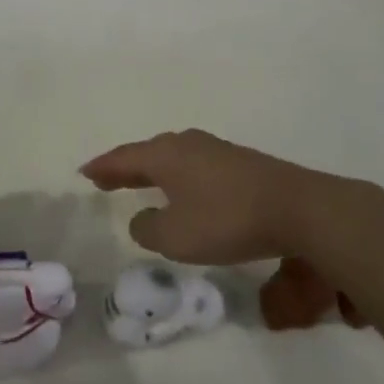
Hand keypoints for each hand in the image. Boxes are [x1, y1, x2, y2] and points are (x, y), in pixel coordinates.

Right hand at [80, 128, 355, 264]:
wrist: (298, 208)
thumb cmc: (227, 220)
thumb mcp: (176, 237)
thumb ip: (149, 230)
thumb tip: (143, 221)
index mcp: (165, 156)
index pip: (124, 159)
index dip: (103, 168)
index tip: (85, 172)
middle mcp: (187, 145)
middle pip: (148, 153)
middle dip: (128, 167)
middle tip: (110, 178)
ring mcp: (216, 151)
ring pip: (175, 158)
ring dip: (156, 172)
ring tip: (146, 184)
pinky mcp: (241, 164)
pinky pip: (196, 167)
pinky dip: (181, 178)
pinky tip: (189, 191)